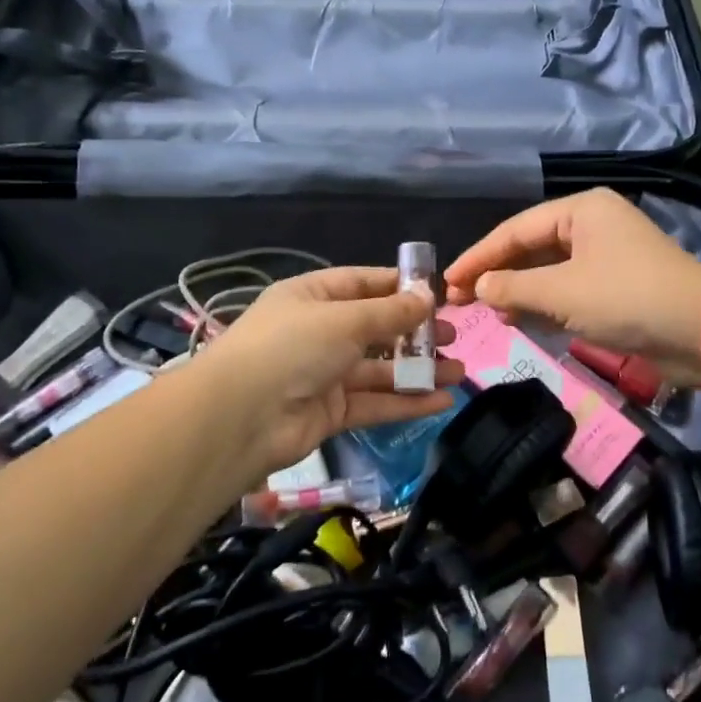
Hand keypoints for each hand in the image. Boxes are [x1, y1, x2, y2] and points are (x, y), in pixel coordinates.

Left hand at [195, 267, 464, 474]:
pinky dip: (407, 402)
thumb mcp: (345, 319)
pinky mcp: (330, 412)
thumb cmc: (292, 347)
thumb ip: (390, 312)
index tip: (438, 294)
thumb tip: (428, 297)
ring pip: (380, 369)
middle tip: (452, 336)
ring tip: (459, 372)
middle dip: (415, 333)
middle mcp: (318, 332)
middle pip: (376, 328)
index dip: (400, 287)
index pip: (363, 283)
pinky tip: (441, 401)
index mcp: (312, 297)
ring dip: (418, 371)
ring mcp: (324, 374)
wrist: (241, 417)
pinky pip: (375, 402)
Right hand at [445, 189, 700, 384]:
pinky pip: (568, 290)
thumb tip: (479, 287)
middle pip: (531, 248)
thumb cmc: (626, 298)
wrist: (700, 331)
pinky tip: (521, 320)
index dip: (479, 256)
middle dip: (497, 275)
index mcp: (581, 210)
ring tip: (489, 313)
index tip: (447, 281)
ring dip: (519, 292)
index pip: (515, 230)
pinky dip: (545, 304)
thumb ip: (513, 287)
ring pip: (548, 271)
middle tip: (461, 301)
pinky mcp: (615, 287)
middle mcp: (592, 225)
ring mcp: (605, 257)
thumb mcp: (562, 292)